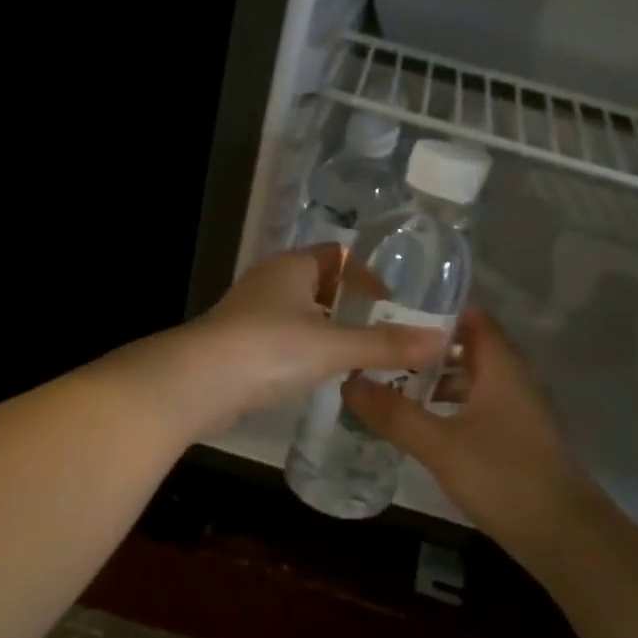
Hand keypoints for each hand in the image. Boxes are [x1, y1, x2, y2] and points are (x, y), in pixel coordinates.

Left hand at [177, 245, 447, 431]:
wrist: (197, 383)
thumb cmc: (269, 349)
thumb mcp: (334, 347)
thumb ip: (385, 345)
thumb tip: (440, 340)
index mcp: (292, 267)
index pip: (338, 254)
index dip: (367, 274)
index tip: (392, 303)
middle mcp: (270, 281)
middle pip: (319, 283)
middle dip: (350, 305)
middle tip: (382, 333)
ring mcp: (250, 313)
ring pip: (300, 314)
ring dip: (327, 331)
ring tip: (358, 357)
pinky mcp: (238, 344)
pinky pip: (282, 339)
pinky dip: (304, 351)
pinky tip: (318, 375)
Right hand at [343, 308, 602, 544]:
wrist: (565, 536)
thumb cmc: (504, 477)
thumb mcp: (440, 445)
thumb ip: (394, 413)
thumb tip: (348, 381)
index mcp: (502, 366)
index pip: (470, 317)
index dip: (433, 311)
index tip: (390, 315)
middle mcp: (514, 378)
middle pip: (468, 348)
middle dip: (425, 349)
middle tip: (380, 351)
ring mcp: (519, 409)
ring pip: (472, 380)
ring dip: (436, 380)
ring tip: (391, 386)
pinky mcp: (517, 437)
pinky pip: (478, 406)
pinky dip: (449, 407)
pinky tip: (421, 425)